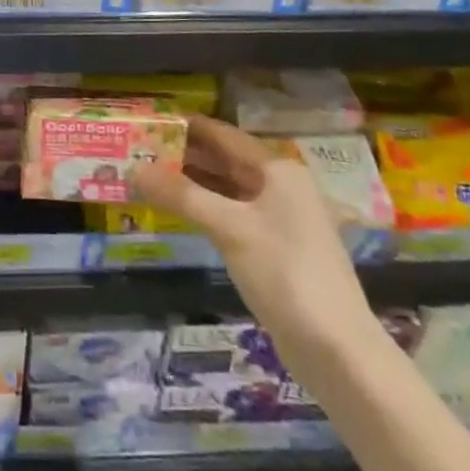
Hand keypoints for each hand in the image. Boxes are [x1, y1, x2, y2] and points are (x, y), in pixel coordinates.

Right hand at [129, 114, 375, 356]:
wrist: (336, 349)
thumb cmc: (284, 273)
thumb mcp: (228, 228)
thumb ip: (180, 195)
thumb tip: (133, 168)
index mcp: (277, 170)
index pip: (222, 134)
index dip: (186, 126)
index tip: (147, 121)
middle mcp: (281, 186)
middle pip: (225, 160)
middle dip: (184, 155)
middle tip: (138, 150)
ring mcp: (280, 218)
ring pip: (227, 188)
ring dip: (191, 182)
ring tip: (148, 175)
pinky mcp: (275, 247)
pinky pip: (232, 213)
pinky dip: (204, 207)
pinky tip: (177, 209)